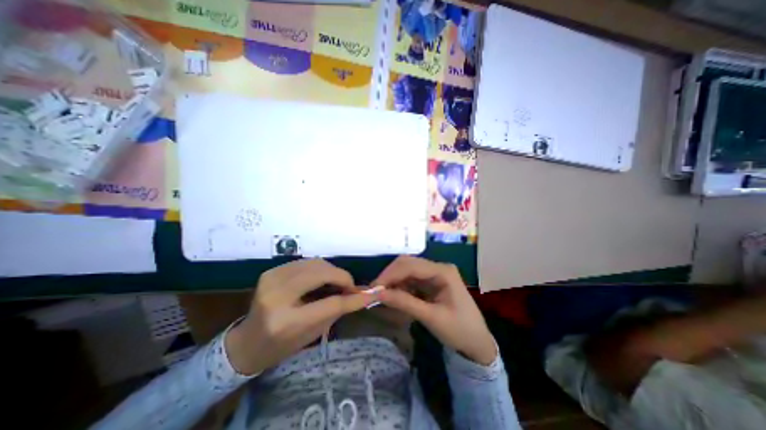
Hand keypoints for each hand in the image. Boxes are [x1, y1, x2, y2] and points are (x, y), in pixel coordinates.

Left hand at [223, 259, 377, 376]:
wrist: (246, 343)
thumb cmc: (281, 345)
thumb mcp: (312, 333)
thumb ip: (338, 310)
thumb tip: (363, 295)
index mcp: (285, 322)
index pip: (329, 303)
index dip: (352, 296)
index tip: (369, 293)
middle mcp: (276, 295)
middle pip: (321, 273)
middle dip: (342, 277)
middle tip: (350, 287)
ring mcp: (271, 279)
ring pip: (315, 263)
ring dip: (332, 271)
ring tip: (338, 283)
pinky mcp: (271, 271)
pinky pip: (306, 262)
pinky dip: (320, 268)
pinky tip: (322, 279)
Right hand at [373, 256, 497, 366]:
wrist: (477, 343)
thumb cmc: (459, 330)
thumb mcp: (431, 317)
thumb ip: (405, 303)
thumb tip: (378, 294)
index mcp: (443, 271)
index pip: (411, 266)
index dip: (391, 274)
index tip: (374, 287)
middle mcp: (438, 267)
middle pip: (408, 264)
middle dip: (390, 276)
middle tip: (375, 290)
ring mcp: (434, 274)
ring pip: (407, 270)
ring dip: (394, 281)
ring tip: (381, 294)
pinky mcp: (431, 282)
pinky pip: (411, 279)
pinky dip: (400, 286)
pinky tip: (393, 295)